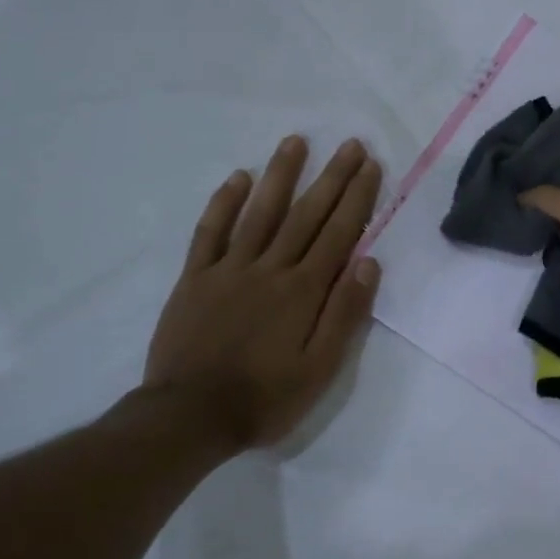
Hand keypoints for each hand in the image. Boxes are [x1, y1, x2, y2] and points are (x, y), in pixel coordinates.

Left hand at [143, 136, 382, 451]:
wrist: (189, 416)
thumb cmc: (264, 398)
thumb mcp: (320, 369)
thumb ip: (345, 314)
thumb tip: (369, 263)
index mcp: (304, 291)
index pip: (338, 234)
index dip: (357, 198)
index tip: (370, 166)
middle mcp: (270, 269)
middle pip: (306, 215)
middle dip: (331, 177)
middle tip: (349, 144)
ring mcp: (229, 269)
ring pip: (260, 213)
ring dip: (280, 175)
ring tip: (296, 142)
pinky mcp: (196, 278)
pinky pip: (211, 232)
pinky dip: (224, 203)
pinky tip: (238, 178)